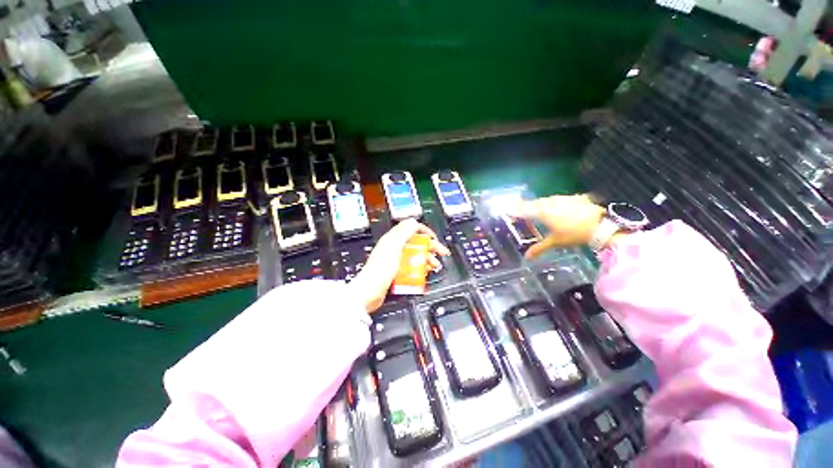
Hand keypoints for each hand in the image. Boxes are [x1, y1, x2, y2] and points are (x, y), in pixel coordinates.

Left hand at [350, 219, 450, 312]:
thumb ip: (404, 232)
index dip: (424, 231)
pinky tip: (426, 272)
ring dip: (428, 258)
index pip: (411, 228)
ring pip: (416, 255)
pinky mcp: (397, 271)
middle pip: (417, 242)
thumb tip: (415, 222)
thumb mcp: (394, 246)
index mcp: (393, 238)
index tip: (434, 238)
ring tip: (436, 265)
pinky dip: (421, 267)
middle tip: (442, 252)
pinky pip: (412, 266)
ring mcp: (396, 259)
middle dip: (431, 246)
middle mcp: (395, 247)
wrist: (370, 291)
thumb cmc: (380, 269)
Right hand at [508, 194, 605, 258]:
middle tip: (522, 211)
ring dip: (540, 204)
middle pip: (534, 203)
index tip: (507, 210)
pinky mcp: (574, 198)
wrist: (601, 225)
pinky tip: (558, 207)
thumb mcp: (555, 242)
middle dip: (527, 206)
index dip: (515, 210)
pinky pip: (559, 199)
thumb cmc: (573, 234)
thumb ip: (539, 248)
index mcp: (542, 211)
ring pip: (546, 200)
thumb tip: (526, 257)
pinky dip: (555, 203)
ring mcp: (562, 198)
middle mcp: (550, 202)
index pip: (524, 209)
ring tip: (538, 209)